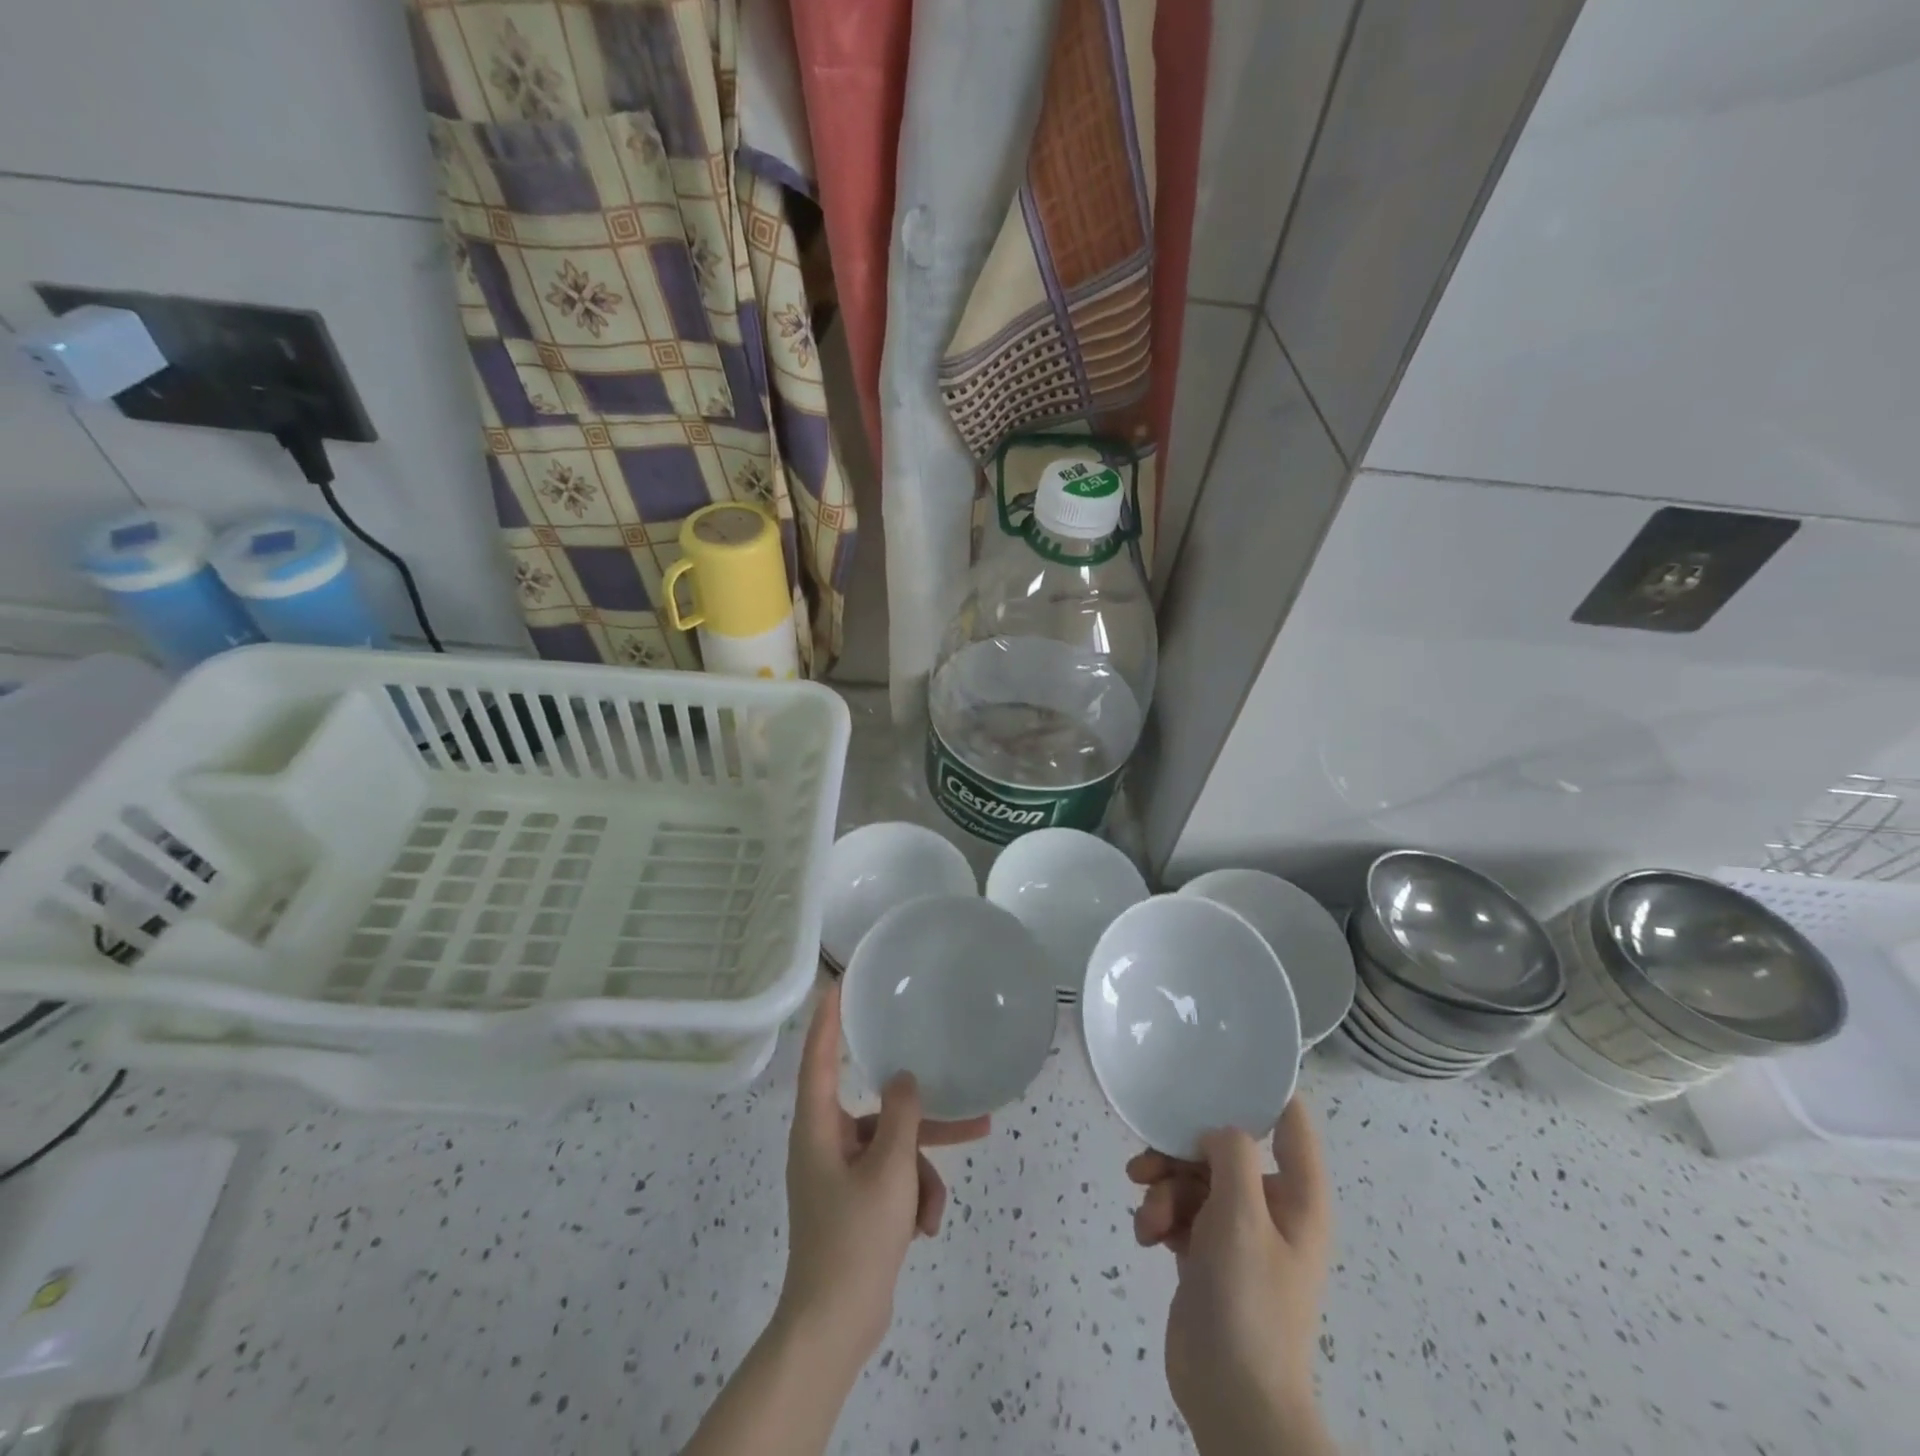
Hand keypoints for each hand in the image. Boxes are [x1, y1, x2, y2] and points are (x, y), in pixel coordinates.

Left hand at [777, 982, 989, 1370]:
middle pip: (880, 1112)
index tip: (838, 985)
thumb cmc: (855, 1237)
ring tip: (936, 1209)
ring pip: (894, 1151)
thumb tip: (903, 1079)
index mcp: (818, 1127)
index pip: (819, 1058)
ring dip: (920, 1174)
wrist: (834, 1327)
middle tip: (969, 1110)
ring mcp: (840, 1175)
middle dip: (923, 1121)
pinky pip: (892, 1181)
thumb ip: (901, 1115)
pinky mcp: (855, 1202)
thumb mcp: (888, 1169)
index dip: (827, 1019)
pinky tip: (923, 1229)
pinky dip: (910, 1198)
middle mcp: (825, 1143)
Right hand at [1127, 1101, 1333, 1453]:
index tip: (1216, 1066)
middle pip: (1222, 1147)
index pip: (1290, 1121)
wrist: (1232, 1397)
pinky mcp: (1205, 1253)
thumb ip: (1230, 1153)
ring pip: (1192, 1178)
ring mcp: (1236, 1231)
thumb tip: (1216, 1130)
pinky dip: (1159, 1217)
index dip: (1261, 1089)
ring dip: (1163, 1189)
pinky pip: (1178, 1211)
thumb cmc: (1249, 1300)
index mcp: (1296, 1194)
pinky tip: (1147, 1237)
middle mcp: (1269, 1205)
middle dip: (1180, 1152)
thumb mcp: (1241, 1214)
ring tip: (1148, 1215)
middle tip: (1147, 1162)